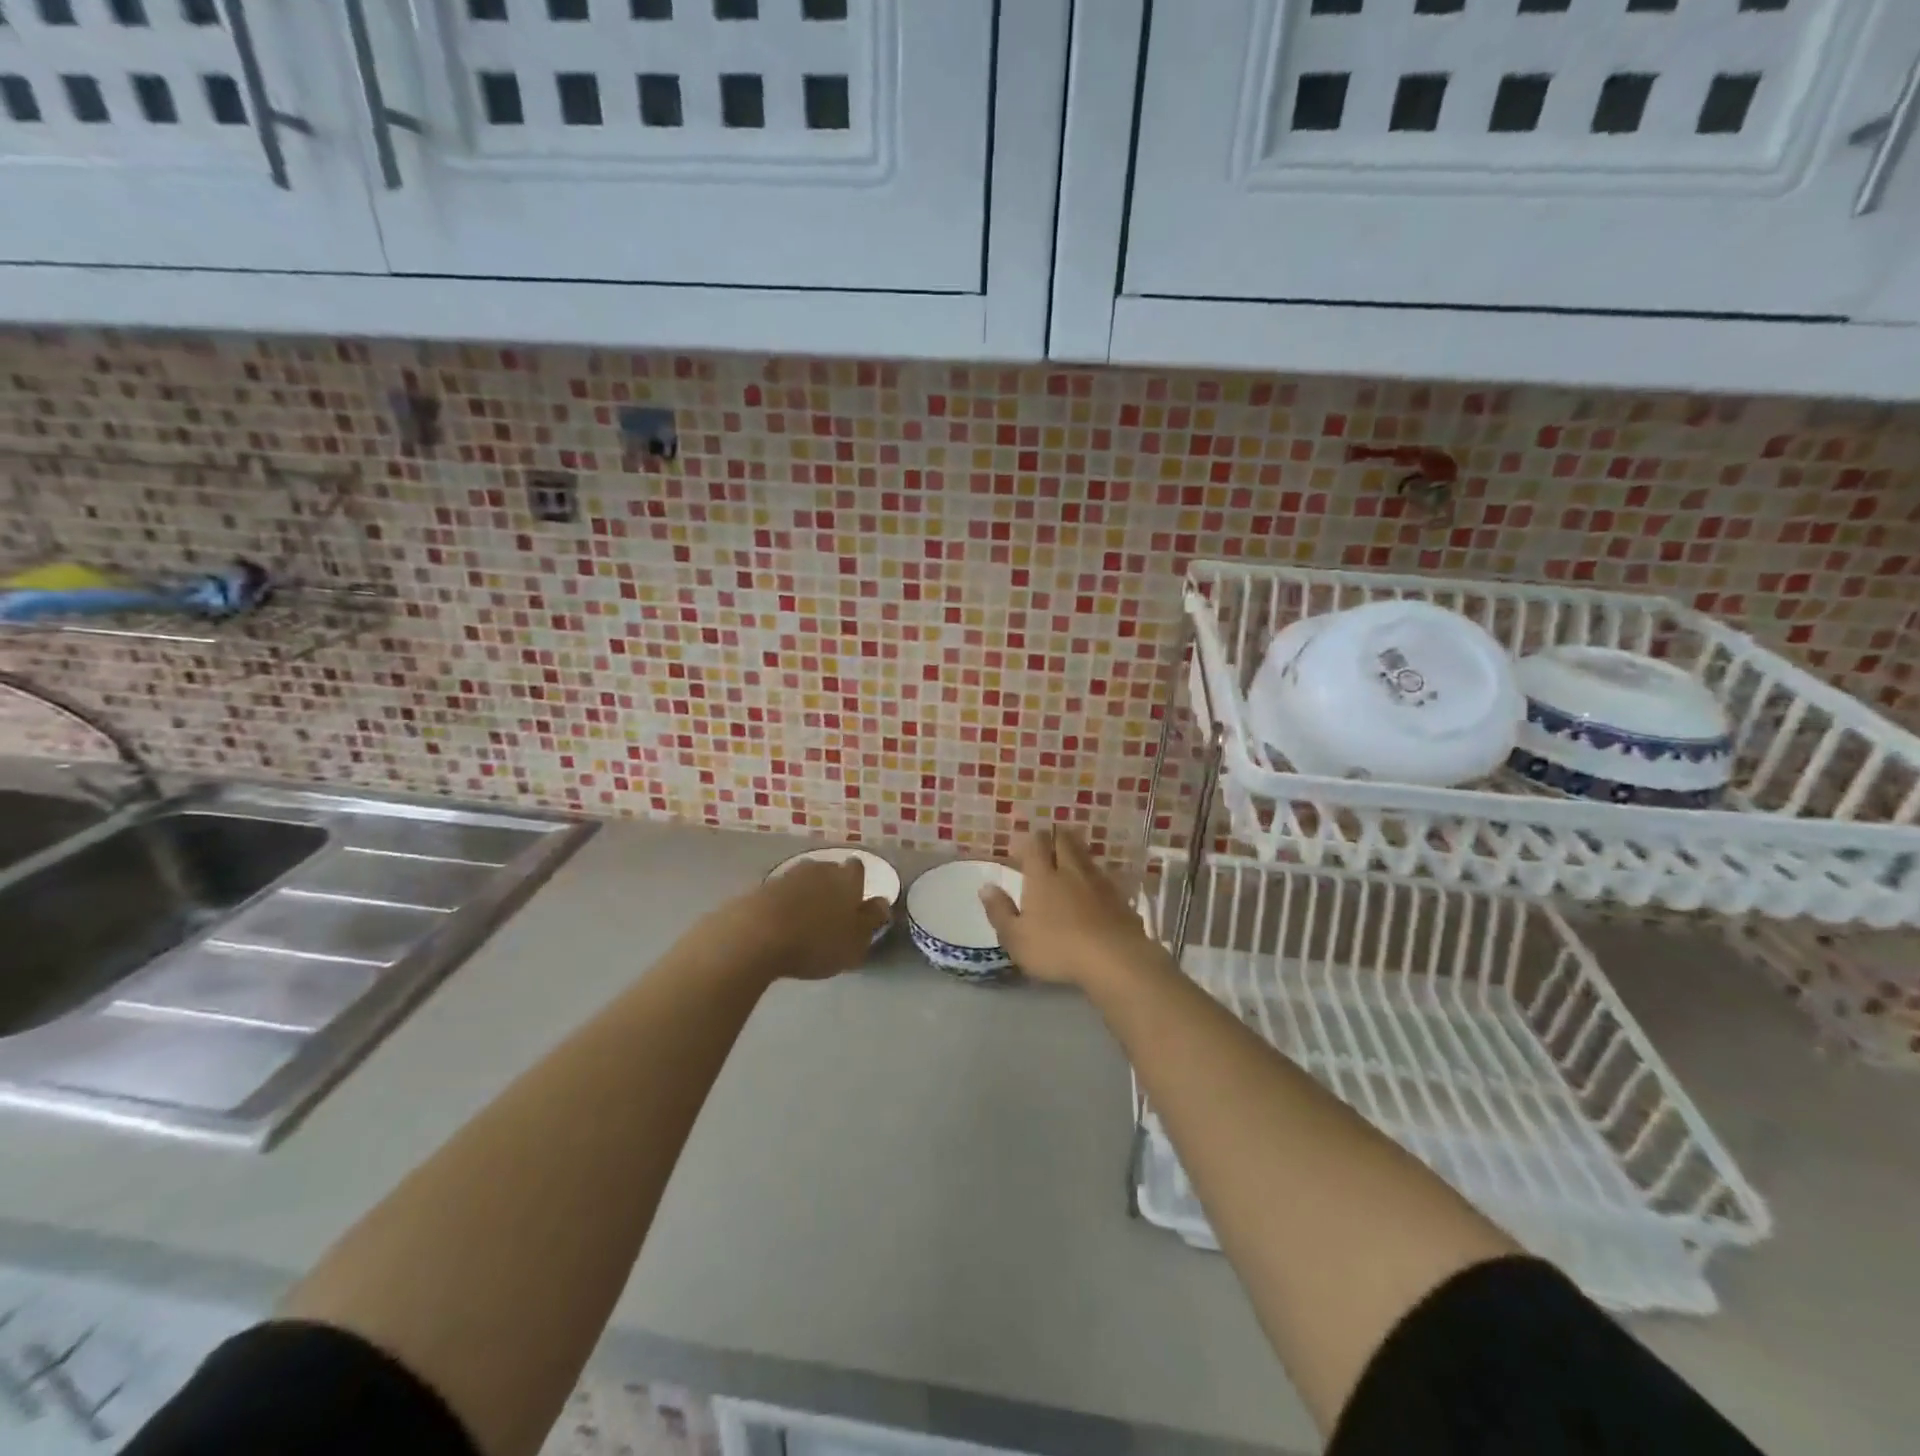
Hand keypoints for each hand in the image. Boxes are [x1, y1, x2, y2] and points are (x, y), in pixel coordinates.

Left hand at [708, 859, 890, 982]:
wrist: (755, 936)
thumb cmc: (815, 942)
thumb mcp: (855, 942)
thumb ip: (871, 921)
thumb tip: (882, 903)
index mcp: (847, 879)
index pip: (858, 869)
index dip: (857, 884)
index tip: (855, 903)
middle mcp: (819, 869)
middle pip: (830, 872)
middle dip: (831, 888)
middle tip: (830, 915)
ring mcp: (787, 876)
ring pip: (804, 881)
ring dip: (806, 896)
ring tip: (803, 922)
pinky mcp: (760, 887)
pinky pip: (780, 895)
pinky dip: (783, 906)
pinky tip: (778, 926)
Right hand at [978, 825, 1169, 992]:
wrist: (1115, 959)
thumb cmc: (1057, 949)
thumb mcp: (1016, 938)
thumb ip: (1000, 911)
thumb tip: (986, 886)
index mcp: (1043, 876)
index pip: (1035, 843)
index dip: (1028, 841)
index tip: (1020, 849)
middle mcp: (1072, 870)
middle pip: (1064, 841)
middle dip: (1054, 838)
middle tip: (1046, 847)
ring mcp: (1099, 882)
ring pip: (1086, 856)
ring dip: (1076, 854)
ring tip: (1069, 865)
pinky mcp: (1121, 898)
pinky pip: (1104, 878)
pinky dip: (1095, 878)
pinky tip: (1093, 892)